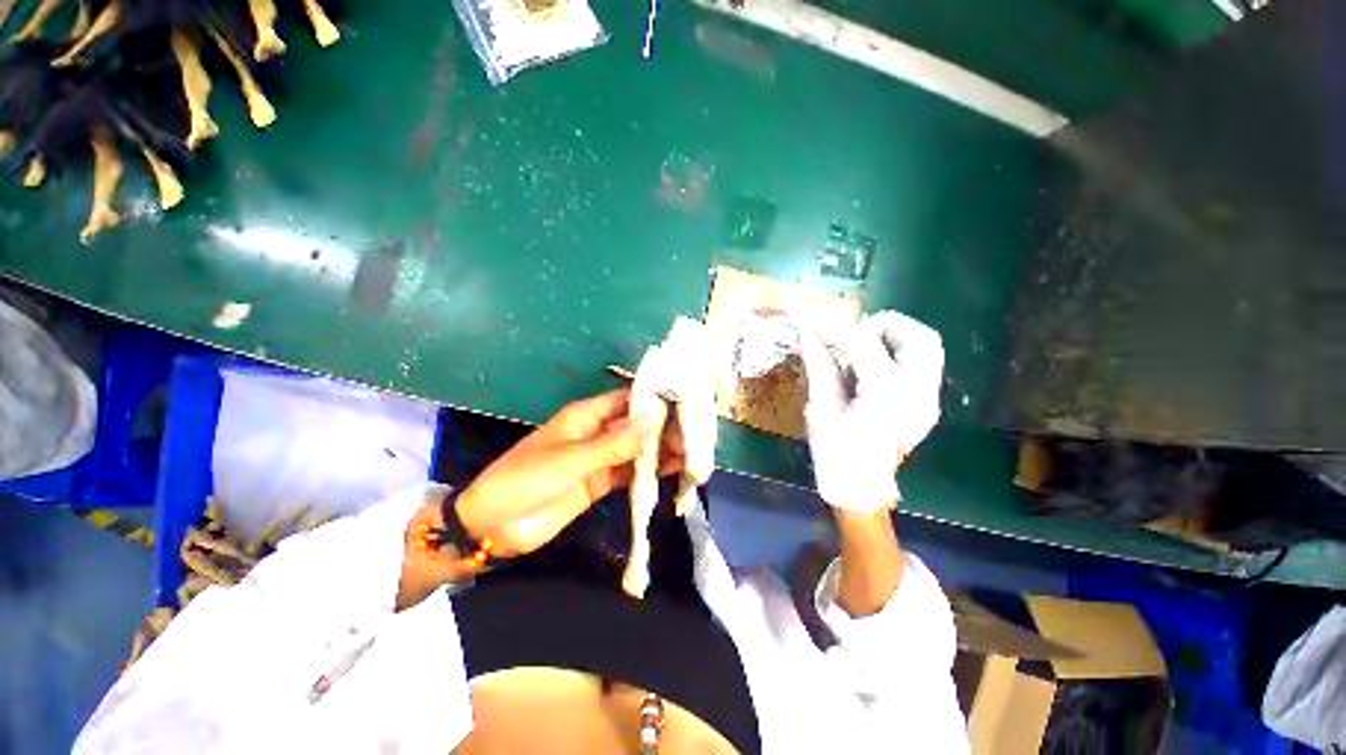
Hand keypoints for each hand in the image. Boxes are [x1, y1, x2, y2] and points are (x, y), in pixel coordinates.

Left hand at [454, 389, 685, 556]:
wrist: (493, 526)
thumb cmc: (525, 479)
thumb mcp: (570, 460)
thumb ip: (613, 445)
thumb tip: (654, 422)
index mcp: (586, 416)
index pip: (628, 400)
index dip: (654, 400)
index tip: (685, 404)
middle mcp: (597, 433)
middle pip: (636, 425)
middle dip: (663, 429)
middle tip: (694, 436)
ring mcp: (600, 459)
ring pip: (637, 449)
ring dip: (660, 451)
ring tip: (691, 454)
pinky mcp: (600, 483)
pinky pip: (630, 473)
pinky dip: (650, 472)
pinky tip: (672, 472)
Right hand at [796, 311, 943, 512]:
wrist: (861, 488)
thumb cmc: (835, 451)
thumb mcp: (820, 407)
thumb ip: (819, 366)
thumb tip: (808, 332)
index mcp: (885, 394)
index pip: (865, 343)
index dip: (839, 330)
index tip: (819, 327)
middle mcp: (917, 392)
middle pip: (918, 337)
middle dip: (884, 325)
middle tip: (855, 335)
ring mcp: (929, 399)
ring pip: (929, 347)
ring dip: (897, 337)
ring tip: (866, 347)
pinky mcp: (928, 404)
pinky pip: (923, 364)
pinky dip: (900, 353)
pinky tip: (875, 366)